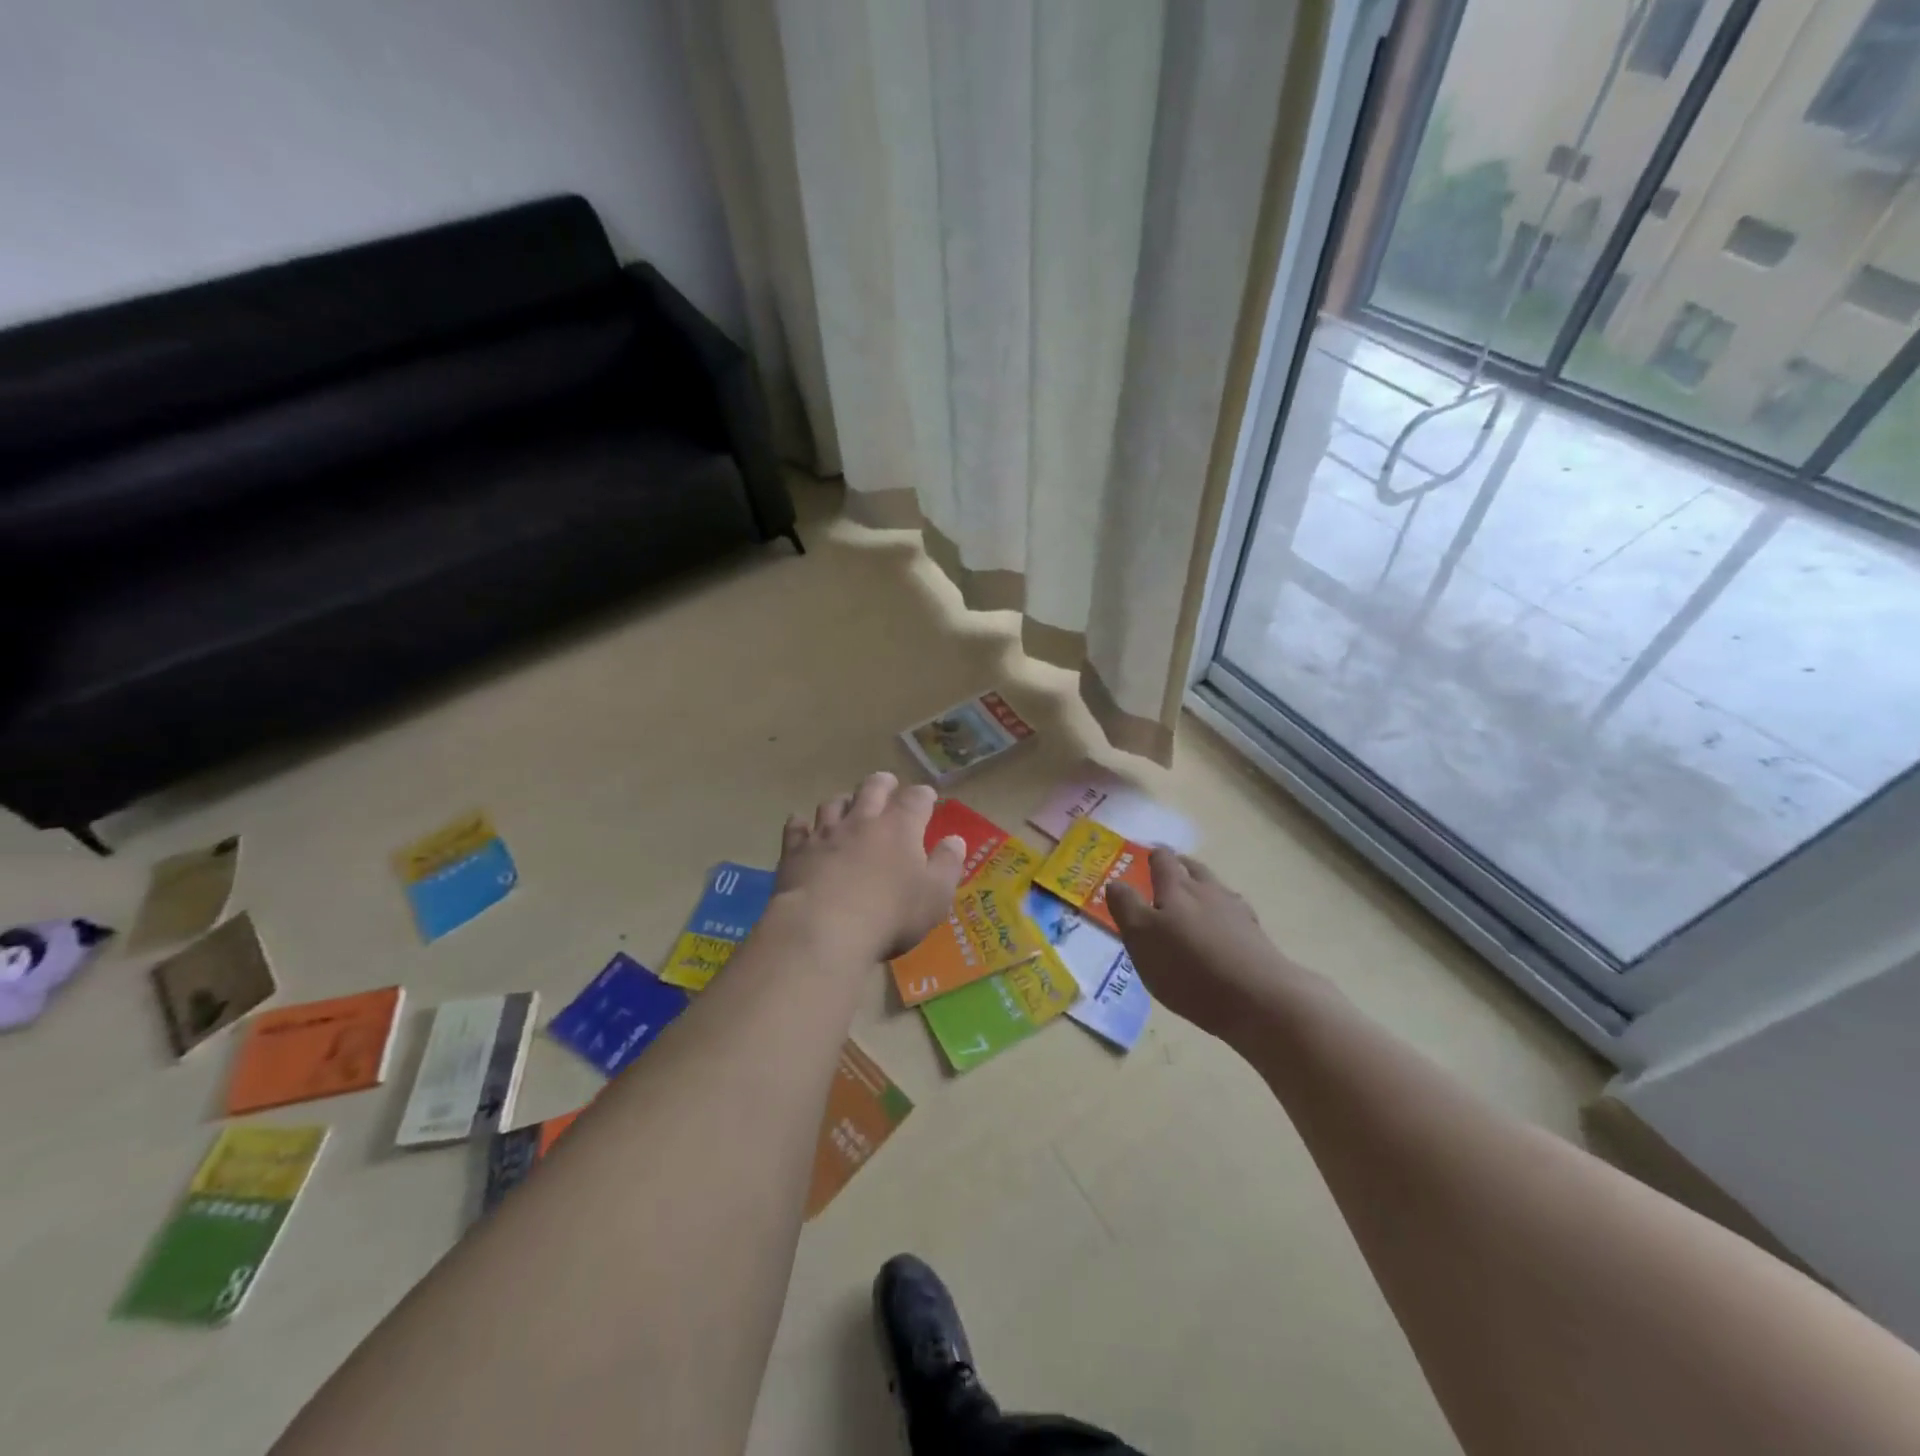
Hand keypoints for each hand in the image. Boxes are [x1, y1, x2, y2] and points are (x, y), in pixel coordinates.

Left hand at [775, 772, 966, 960]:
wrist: (823, 929)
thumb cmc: (890, 915)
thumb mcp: (935, 896)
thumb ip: (947, 865)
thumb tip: (955, 840)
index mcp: (900, 827)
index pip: (916, 798)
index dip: (924, 796)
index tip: (927, 798)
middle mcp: (862, 820)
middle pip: (873, 787)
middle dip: (883, 783)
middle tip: (888, 785)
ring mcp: (825, 832)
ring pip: (834, 803)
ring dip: (844, 800)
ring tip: (848, 804)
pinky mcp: (795, 850)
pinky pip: (796, 827)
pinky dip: (801, 823)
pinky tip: (801, 824)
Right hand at [1106, 848, 1302, 1041]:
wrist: (1258, 997)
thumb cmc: (1188, 966)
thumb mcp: (1141, 938)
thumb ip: (1126, 907)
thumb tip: (1115, 882)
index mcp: (1176, 888)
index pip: (1164, 861)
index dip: (1153, 856)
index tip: (1146, 855)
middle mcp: (1208, 891)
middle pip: (1194, 869)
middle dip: (1180, 867)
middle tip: (1168, 871)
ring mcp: (1236, 913)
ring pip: (1216, 889)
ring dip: (1203, 888)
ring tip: (1193, 899)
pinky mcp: (1256, 937)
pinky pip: (1234, 915)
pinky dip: (1223, 915)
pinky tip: (1221, 929)